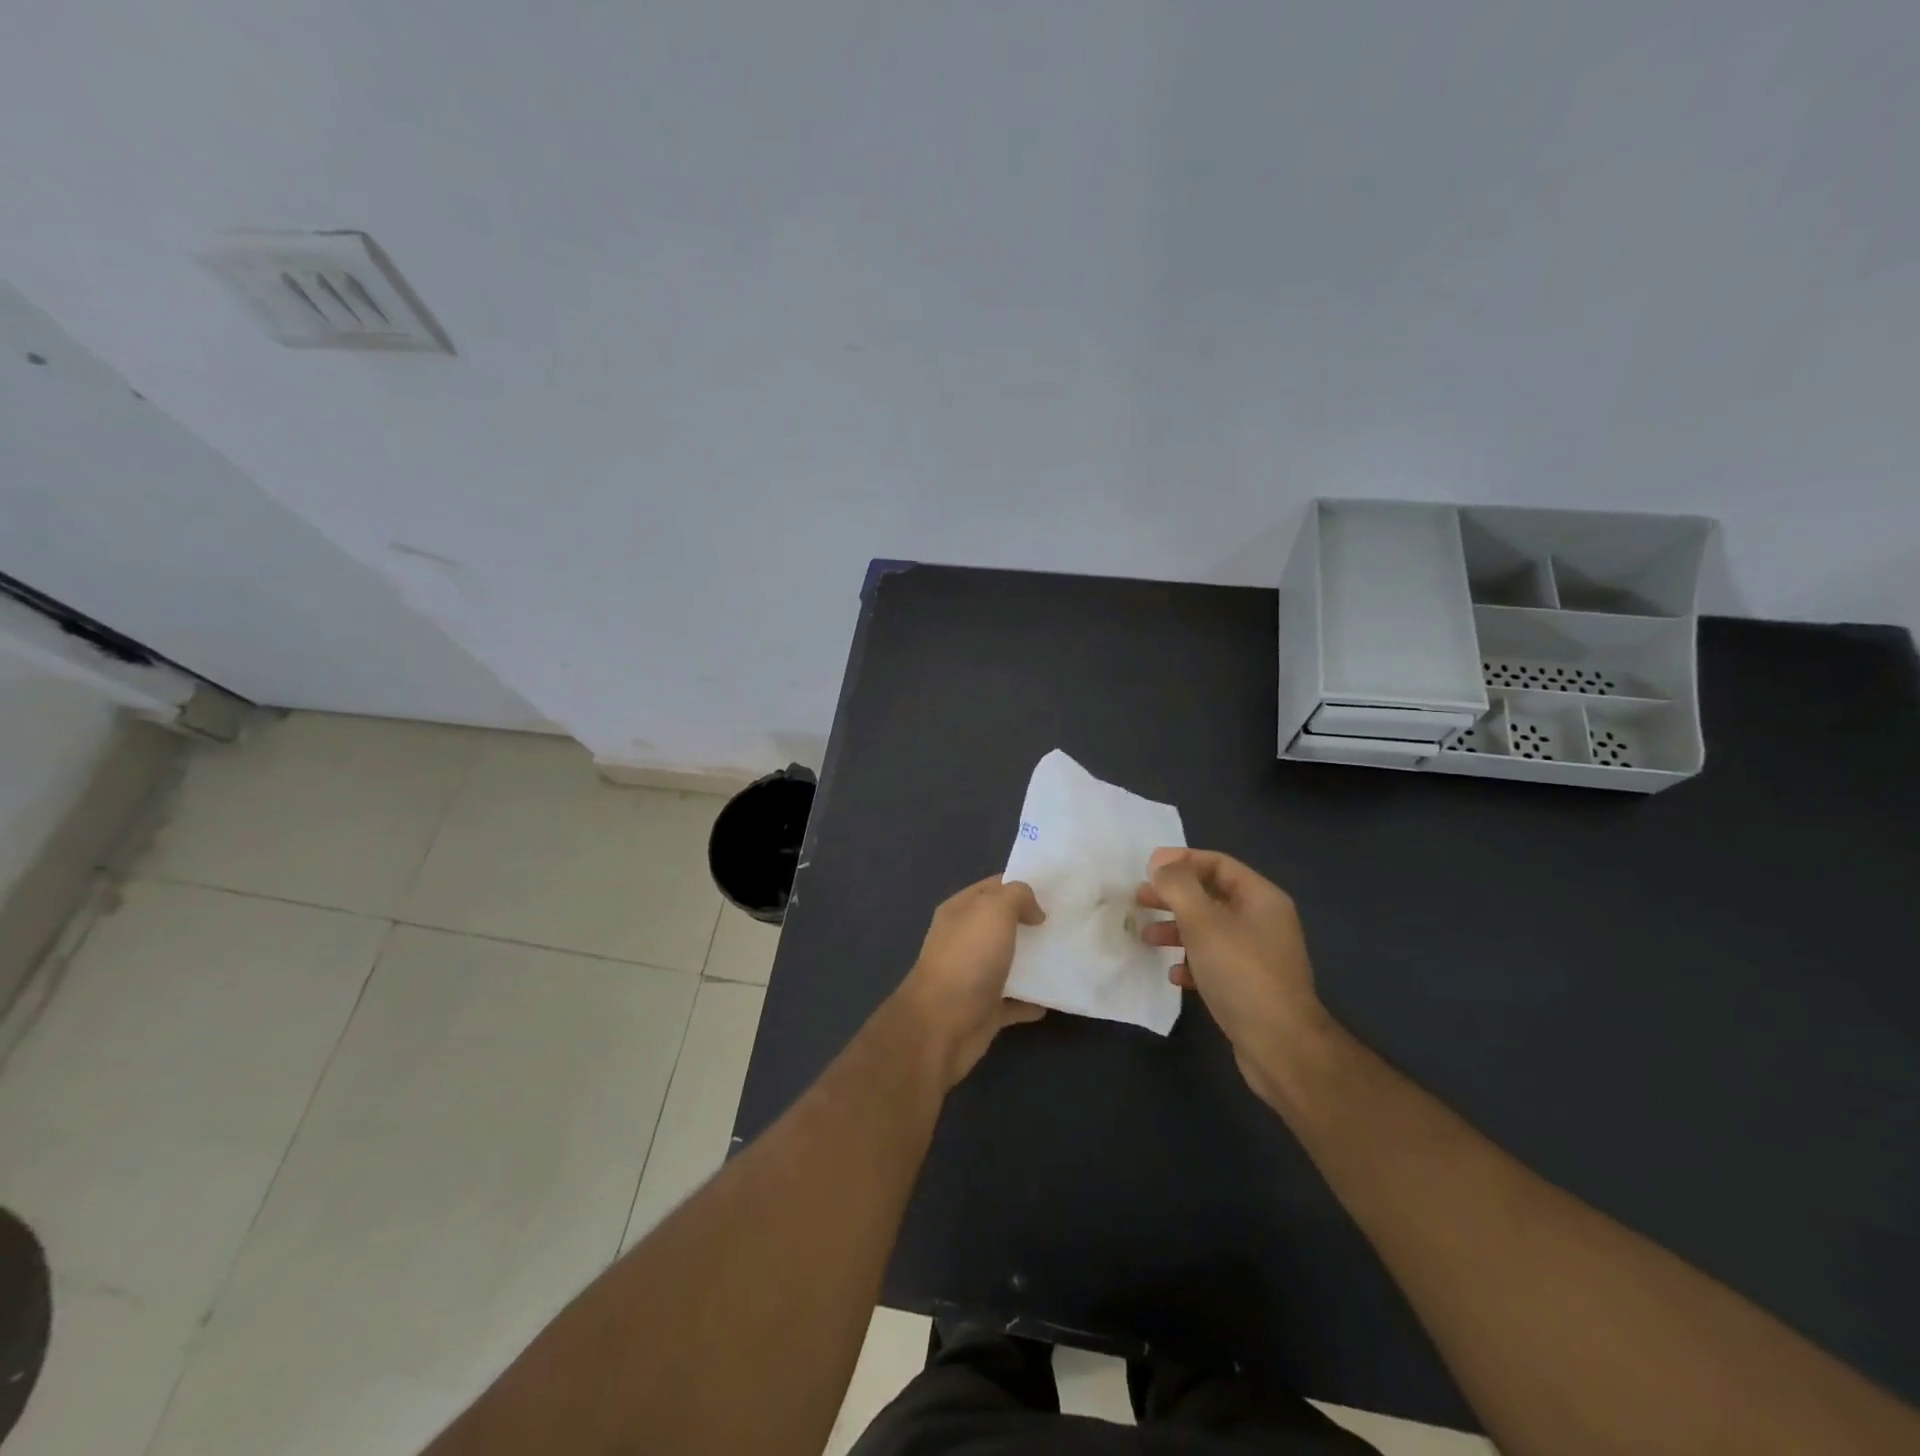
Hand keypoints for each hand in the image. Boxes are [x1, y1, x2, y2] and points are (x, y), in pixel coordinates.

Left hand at [896, 876, 1046, 1089]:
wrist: (943, 1024)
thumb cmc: (968, 958)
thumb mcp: (994, 910)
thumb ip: (1017, 896)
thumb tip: (1033, 911)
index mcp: (960, 910)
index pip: (993, 887)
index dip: (1021, 885)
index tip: (1055, 891)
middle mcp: (964, 940)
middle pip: (1002, 925)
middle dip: (1031, 923)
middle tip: (1067, 922)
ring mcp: (973, 976)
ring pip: (1009, 962)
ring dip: (1034, 961)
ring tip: (1067, 955)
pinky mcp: (985, 1009)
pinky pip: (1014, 1001)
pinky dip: (1033, 1000)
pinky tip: (1056, 996)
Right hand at [1137, 848, 1328, 1106]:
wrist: (1281, 1046)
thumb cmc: (1241, 973)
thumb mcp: (1203, 922)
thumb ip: (1178, 886)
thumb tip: (1160, 862)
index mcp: (1261, 898)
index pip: (1218, 864)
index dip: (1181, 860)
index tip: (1147, 869)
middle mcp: (1263, 921)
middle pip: (1211, 895)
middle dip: (1173, 896)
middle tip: (1140, 900)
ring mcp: (1259, 955)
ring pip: (1210, 930)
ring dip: (1177, 929)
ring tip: (1146, 938)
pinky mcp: (1251, 986)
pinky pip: (1215, 962)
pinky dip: (1191, 962)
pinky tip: (1174, 976)